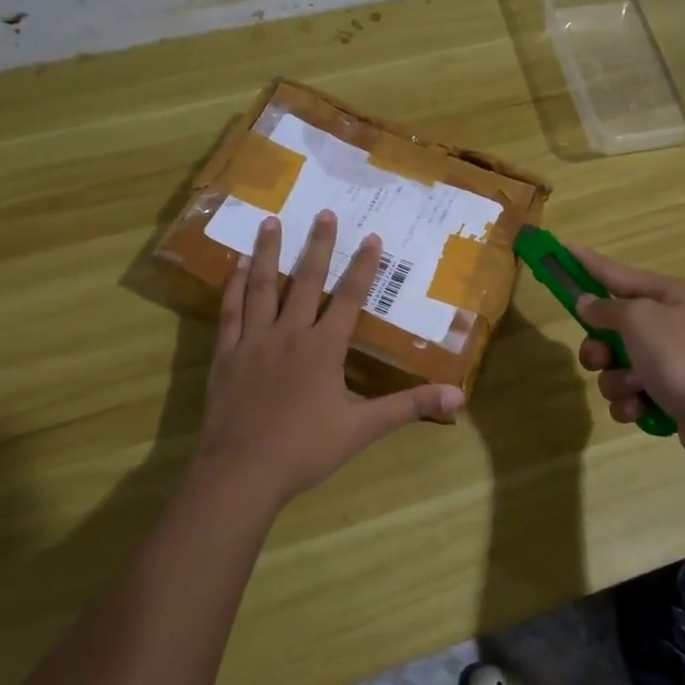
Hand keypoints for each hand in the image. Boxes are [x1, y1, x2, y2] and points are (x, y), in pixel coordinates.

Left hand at [193, 211, 464, 511]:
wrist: (242, 471)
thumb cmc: (305, 449)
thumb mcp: (363, 429)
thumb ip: (409, 406)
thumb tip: (458, 395)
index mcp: (324, 348)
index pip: (349, 298)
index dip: (362, 266)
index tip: (371, 236)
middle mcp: (289, 333)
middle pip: (305, 281)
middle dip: (317, 245)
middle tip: (323, 213)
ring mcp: (253, 341)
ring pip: (262, 287)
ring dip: (268, 253)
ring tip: (269, 222)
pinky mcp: (226, 355)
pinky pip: (230, 313)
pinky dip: (233, 287)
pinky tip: (235, 268)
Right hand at [571, 246, 684, 470]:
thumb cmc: (682, 359)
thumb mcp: (640, 321)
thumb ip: (606, 309)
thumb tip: (586, 302)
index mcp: (666, 295)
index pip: (615, 273)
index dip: (586, 263)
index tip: (561, 250)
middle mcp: (667, 323)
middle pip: (608, 326)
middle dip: (598, 348)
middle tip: (601, 358)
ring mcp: (667, 360)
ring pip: (614, 365)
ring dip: (615, 380)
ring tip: (635, 389)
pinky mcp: (666, 394)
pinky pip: (628, 393)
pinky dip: (630, 402)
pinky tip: (642, 409)